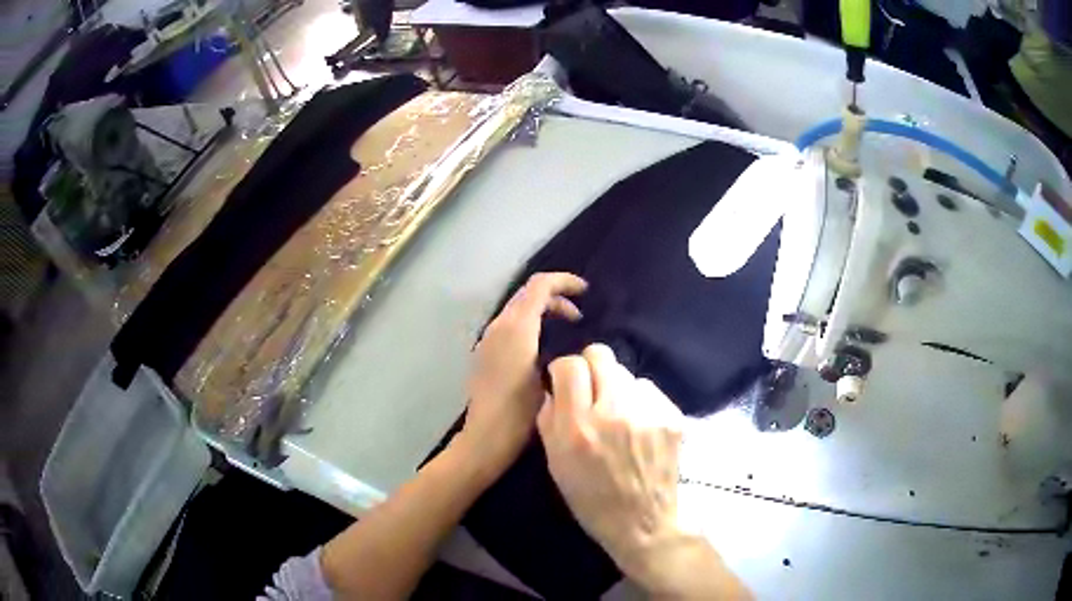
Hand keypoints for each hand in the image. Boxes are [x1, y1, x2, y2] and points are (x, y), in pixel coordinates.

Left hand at [461, 272, 587, 474]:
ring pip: (518, 310)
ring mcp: (488, 340)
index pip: (539, 285)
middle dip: (556, 297)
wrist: (485, 439)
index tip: (586, 291)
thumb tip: (572, 337)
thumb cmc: (521, 412)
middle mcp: (498, 326)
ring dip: (543, 311)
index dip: (564, 281)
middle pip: (528, 294)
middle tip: (579, 317)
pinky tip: (544, 348)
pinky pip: (510, 326)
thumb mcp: (550, 378)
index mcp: (516, 327)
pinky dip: (530, 324)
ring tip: (567, 331)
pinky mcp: (485, 354)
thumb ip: (560, 348)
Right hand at [539, 345, 748, 598]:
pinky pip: (649, 391)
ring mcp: (648, 412)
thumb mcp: (555, 464)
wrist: (642, 522)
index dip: (564, 370)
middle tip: (592, 394)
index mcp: (579, 427)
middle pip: (601, 354)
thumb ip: (549, 419)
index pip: (571, 365)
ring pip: (627, 374)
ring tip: (619, 417)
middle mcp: (615, 412)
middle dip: (591, 369)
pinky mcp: (672, 416)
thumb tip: (554, 388)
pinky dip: (641, 402)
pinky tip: (640, 427)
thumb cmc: (591, 498)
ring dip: (618, 389)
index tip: (565, 383)